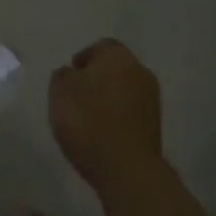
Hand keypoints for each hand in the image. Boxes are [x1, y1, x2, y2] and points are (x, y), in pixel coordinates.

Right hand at [49, 38, 163, 198]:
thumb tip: (71, 74)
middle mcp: (140, 71)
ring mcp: (151, 101)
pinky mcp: (155, 128)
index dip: (83, 60)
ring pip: (124, 92)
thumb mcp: (60, 92)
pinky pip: (131, 114)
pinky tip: (102, 135)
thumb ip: (63, 76)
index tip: (69, 78)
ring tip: (87, 121)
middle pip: (115, 69)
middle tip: (77, 98)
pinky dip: (118, 119)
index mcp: (118, 56)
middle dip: (97, 80)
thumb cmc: (88, 120)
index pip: (100, 48)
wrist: (126, 168)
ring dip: (109, 101)